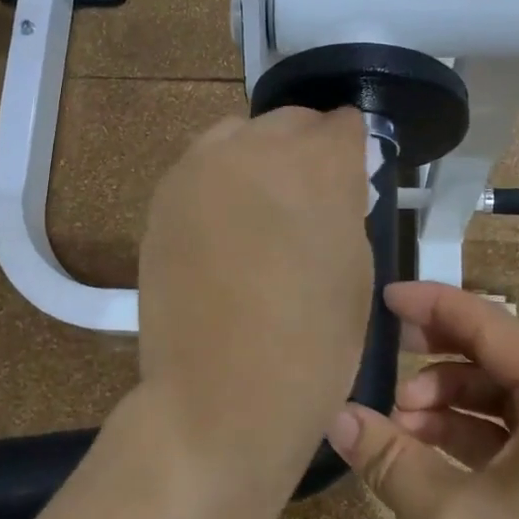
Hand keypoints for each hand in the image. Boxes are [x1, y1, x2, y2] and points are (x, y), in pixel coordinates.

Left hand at [136, 107, 372, 474]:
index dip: (352, 152)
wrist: (219, 396)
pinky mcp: (163, 196)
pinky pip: (202, 166)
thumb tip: (331, 187)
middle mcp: (256, 147)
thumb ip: (343, 208)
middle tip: (308, 199)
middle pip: (291, 122)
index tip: (351, 180)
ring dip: (259, 159)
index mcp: (318, 163)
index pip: (344, 124)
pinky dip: (220, 182)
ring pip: (240, 135)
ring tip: (261, 210)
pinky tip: (224, 227)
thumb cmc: (312, 345)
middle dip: (306, 150)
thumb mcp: (355, 269)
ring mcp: (200, 167)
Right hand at [327, 282, 518, 518]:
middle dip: (442, 352)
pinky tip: (431, 455)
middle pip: (506, 353)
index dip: (434, 305)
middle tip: (386, 355)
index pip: (492, 323)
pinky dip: (479, 434)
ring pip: (514, 396)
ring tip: (399, 423)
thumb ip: (388, 457)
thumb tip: (334, 415)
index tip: (383, 299)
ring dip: (456, 399)